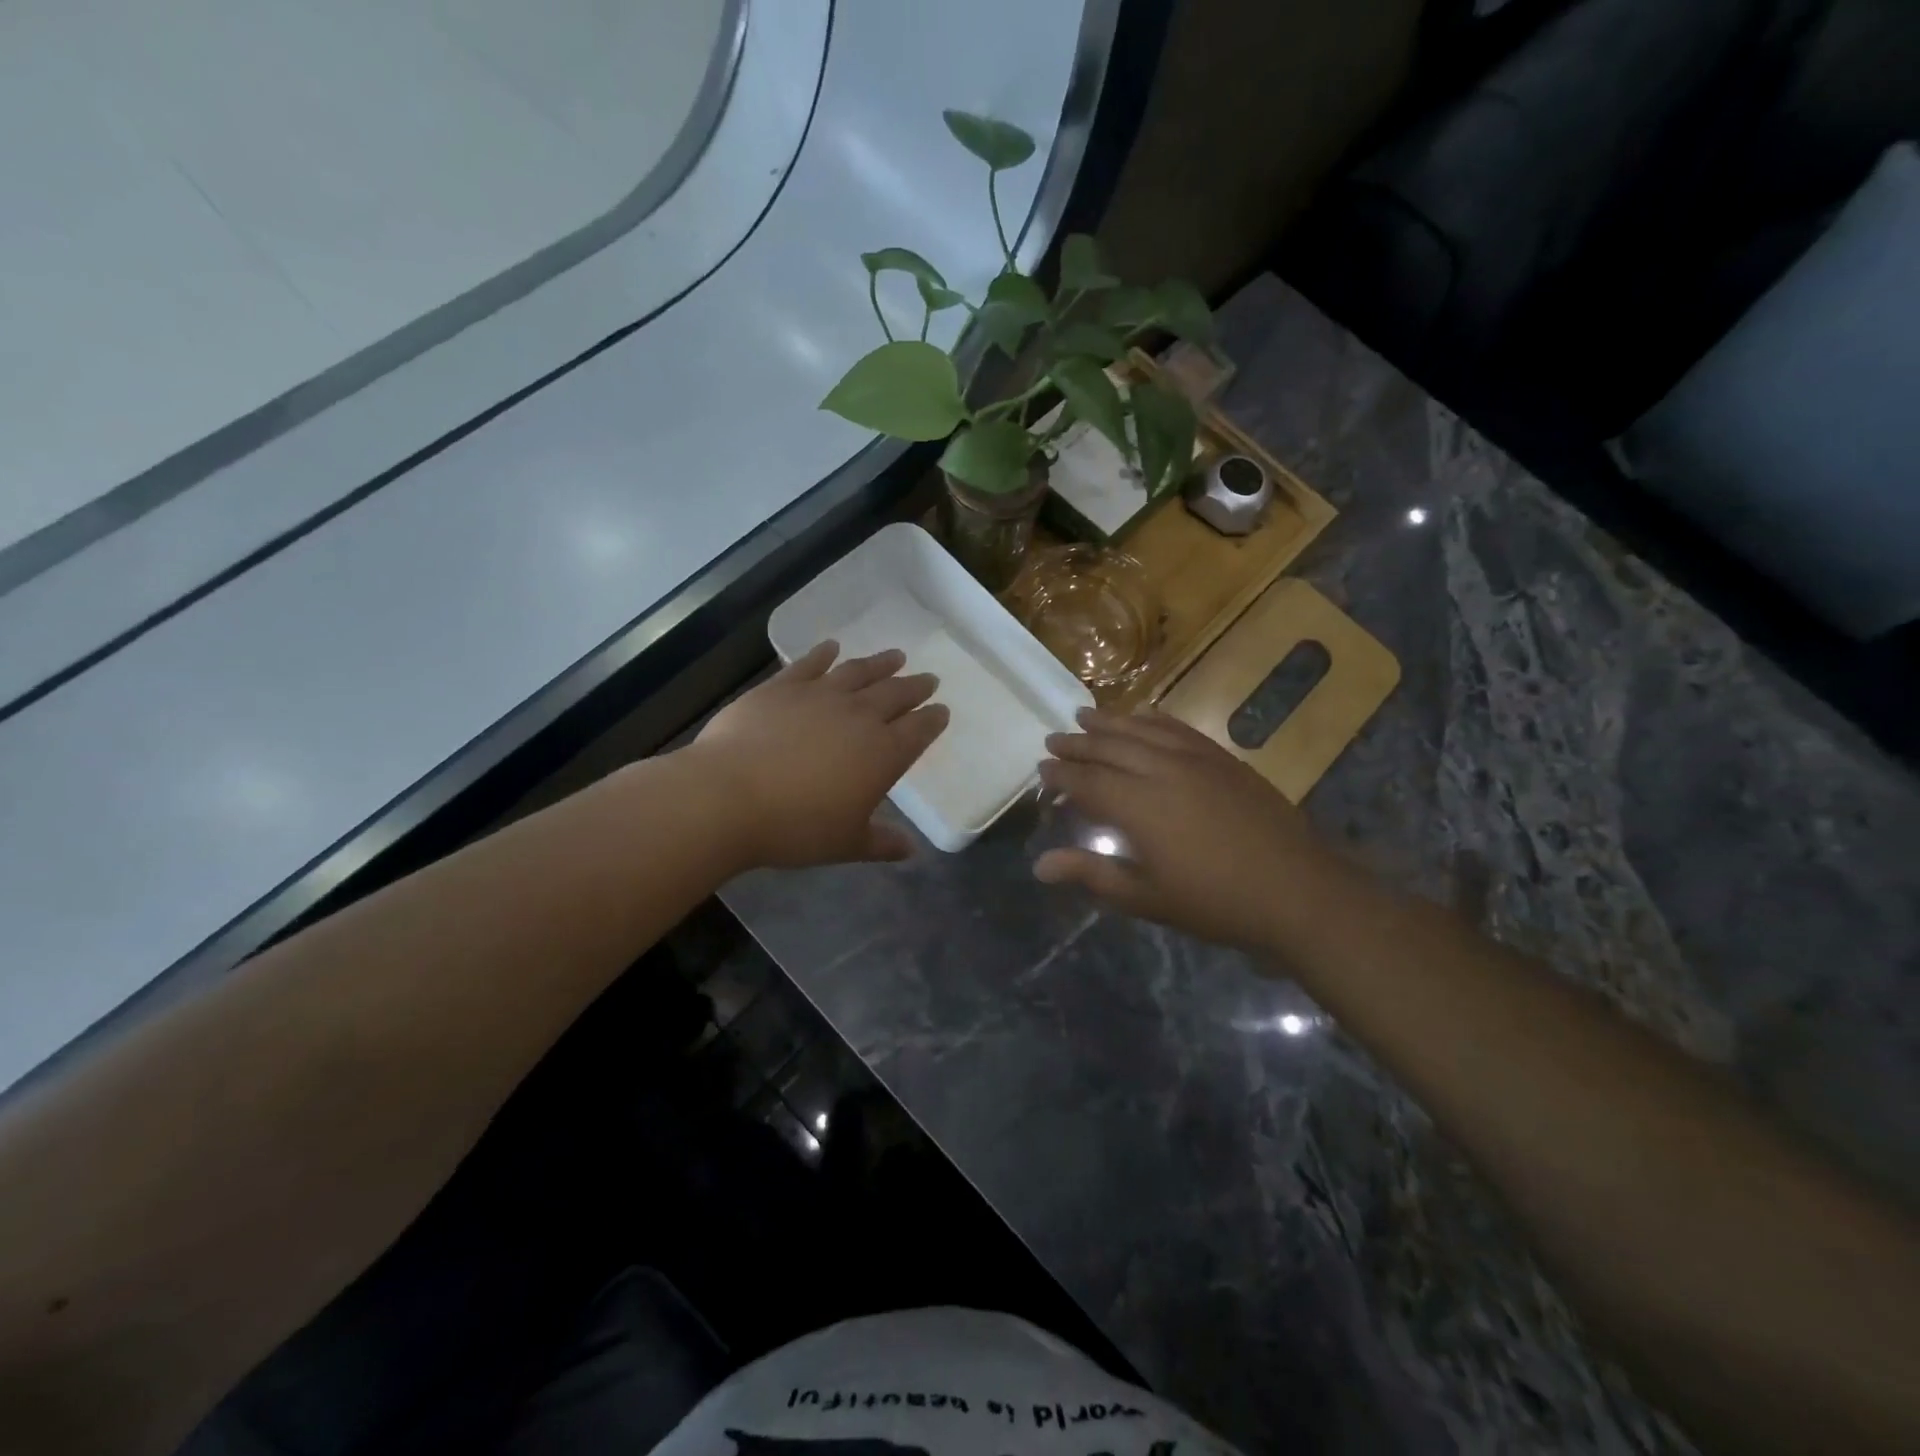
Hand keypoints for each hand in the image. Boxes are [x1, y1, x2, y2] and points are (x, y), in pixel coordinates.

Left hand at [688, 641, 947, 868]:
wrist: (730, 797)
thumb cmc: (796, 828)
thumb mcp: (846, 843)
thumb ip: (881, 843)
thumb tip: (911, 850)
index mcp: (883, 754)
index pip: (918, 731)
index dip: (933, 720)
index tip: (942, 710)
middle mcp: (859, 717)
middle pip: (895, 695)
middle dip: (915, 687)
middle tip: (928, 678)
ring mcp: (820, 696)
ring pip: (859, 672)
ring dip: (880, 663)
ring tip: (896, 655)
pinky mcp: (782, 687)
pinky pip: (810, 664)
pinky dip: (823, 654)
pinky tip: (831, 647)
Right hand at [1034, 708, 1348, 953]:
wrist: (1295, 891)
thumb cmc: (1214, 903)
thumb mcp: (1145, 897)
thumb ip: (1091, 873)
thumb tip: (1039, 865)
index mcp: (1138, 806)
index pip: (1087, 782)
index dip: (1061, 776)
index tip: (1041, 771)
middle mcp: (1162, 771)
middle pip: (1109, 747)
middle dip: (1078, 743)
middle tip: (1053, 740)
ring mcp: (1196, 759)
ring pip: (1142, 730)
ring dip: (1110, 721)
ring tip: (1084, 713)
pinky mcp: (1223, 759)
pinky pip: (1179, 728)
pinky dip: (1154, 719)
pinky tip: (1143, 714)